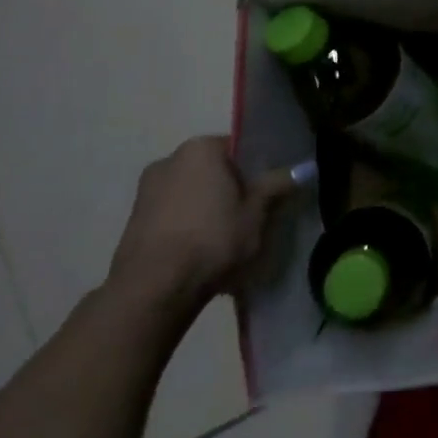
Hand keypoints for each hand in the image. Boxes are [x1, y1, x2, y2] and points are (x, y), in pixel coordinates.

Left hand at [107, 136, 295, 315]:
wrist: (153, 289)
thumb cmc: (212, 238)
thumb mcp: (256, 212)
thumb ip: (277, 185)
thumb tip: (305, 167)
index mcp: (201, 148)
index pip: (239, 148)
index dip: (258, 170)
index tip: (268, 192)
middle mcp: (169, 159)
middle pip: (213, 170)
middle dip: (230, 189)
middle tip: (251, 215)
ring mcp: (146, 191)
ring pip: (191, 193)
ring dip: (207, 208)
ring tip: (227, 238)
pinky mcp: (133, 221)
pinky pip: (172, 215)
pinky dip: (188, 226)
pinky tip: (201, 251)